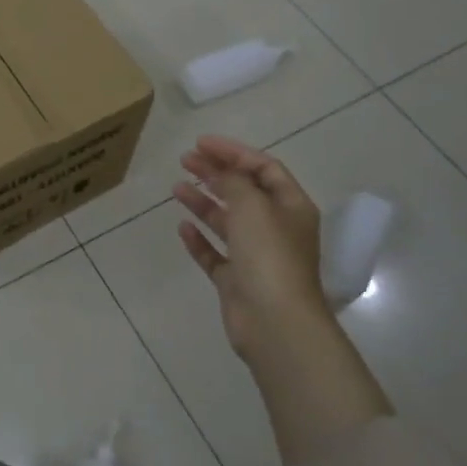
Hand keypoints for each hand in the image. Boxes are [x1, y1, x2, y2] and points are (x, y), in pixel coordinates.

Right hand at [173, 135, 326, 359]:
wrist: (274, 322)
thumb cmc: (269, 255)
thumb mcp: (252, 205)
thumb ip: (234, 181)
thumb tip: (221, 172)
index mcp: (290, 207)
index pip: (263, 168)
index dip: (233, 152)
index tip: (201, 143)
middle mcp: (276, 228)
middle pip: (243, 192)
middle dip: (215, 173)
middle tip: (184, 160)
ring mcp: (256, 256)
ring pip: (227, 221)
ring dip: (204, 202)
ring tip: (176, 188)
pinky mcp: (237, 281)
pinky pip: (215, 254)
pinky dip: (199, 240)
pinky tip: (182, 228)